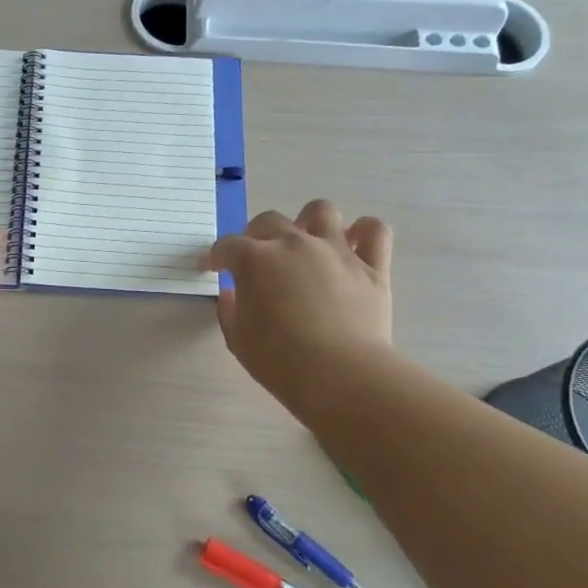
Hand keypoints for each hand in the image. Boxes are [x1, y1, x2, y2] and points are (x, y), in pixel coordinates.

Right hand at [207, 201, 393, 414]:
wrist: (340, 375)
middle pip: (269, 221)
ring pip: (321, 211)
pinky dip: (365, 231)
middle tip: (255, 258)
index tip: (213, 268)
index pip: (227, 246)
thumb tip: (231, 293)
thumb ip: (230, 310)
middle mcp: (294, 244)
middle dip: (255, 235)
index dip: (216, 256)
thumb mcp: (238, 339)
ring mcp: (336, 251)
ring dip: (308, 221)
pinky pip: (375, 231)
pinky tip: (356, 243)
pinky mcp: (371, 267)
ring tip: (305, 241)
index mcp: (255, 260)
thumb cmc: (279, 361)